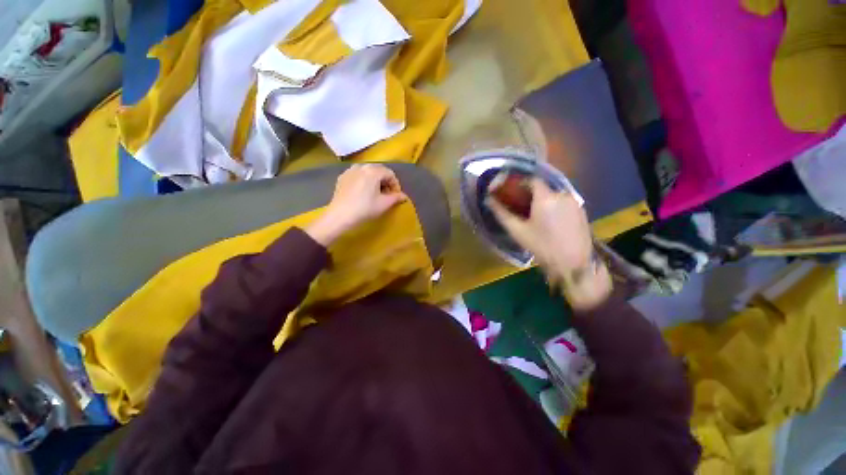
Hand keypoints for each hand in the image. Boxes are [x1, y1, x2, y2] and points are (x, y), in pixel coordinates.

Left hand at [306, 164, 407, 245]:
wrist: (340, 216)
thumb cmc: (365, 209)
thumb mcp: (383, 204)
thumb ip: (396, 198)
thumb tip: (404, 196)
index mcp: (373, 171)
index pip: (390, 173)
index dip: (395, 184)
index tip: (396, 195)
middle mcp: (362, 166)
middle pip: (378, 170)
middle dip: (385, 181)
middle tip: (387, 194)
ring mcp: (350, 171)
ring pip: (367, 172)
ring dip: (375, 180)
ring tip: (375, 193)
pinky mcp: (342, 177)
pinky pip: (357, 175)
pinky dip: (364, 180)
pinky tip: (363, 192)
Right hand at [488, 178, 611, 309]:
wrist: (573, 264)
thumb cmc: (541, 246)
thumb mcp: (518, 231)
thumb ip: (502, 213)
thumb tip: (488, 200)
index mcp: (545, 198)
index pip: (532, 180)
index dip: (520, 184)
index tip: (512, 192)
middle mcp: (562, 195)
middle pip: (543, 188)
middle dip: (530, 194)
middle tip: (521, 207)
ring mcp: (574, 202)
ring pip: (553, 195)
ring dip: (543, 201)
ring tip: (535, 216)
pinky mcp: (582, 210)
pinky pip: (563, 202)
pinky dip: (554, 206)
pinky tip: (550, 221)